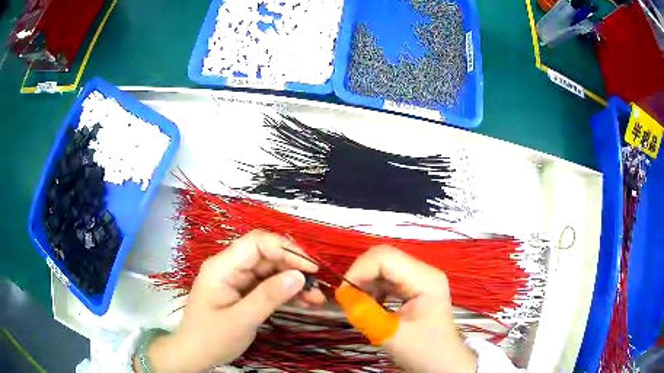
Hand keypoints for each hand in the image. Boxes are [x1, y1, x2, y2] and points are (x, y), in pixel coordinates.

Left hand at [139, 230, 323, 372]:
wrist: (194, 355)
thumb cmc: (211, 338)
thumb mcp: (241, 320)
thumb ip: (268, 297)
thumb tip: (299, 276)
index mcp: (222, 266)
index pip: (257, 243)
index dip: (286, 249)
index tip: (311, 268)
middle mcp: (230, 267)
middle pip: (267, 255)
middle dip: (294, 267)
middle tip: (317, 286)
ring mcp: (237, 279)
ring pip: (271, 270)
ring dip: (294, 281)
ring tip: (316, 298)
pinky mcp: (243, 291)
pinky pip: (269, 285)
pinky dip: (286, 292)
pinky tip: (304, 302)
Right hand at [343, 246, 476, 372]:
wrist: (442, 363)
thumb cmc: (423, 351)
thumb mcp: (392, 335)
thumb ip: (365, 314)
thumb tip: (342, 295)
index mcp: (425, 279)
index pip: (384, 257)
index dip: (359, 270)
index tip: (343, 294)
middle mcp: (423, 272)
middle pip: (383, 258)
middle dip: (360, 275)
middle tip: (347, 299)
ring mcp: (420, 279)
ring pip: (383, 267)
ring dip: (366, 282)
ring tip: (358, 304)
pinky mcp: (414, 288)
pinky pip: (387, 279)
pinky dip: (373, 289)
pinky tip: (370, 305)